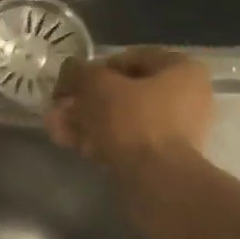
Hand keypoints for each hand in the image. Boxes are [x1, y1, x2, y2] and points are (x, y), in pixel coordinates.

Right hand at [48, 47, 214, 170]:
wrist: (157, 180)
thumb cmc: (134, 120)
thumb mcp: (98, 86)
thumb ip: (79, 72)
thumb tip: (69, 70)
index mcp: (182, 70)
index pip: (131, 58)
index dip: (94, 68)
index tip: (70, 82)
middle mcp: (185, 97)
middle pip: (123, 92)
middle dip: (85, 100)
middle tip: (57, 107)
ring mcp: (174, 131)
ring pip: (120, 119)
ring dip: (85, 120)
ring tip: (54, 127)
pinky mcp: (160, 158)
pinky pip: (125, 141)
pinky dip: (97, 139)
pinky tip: (67, 142)